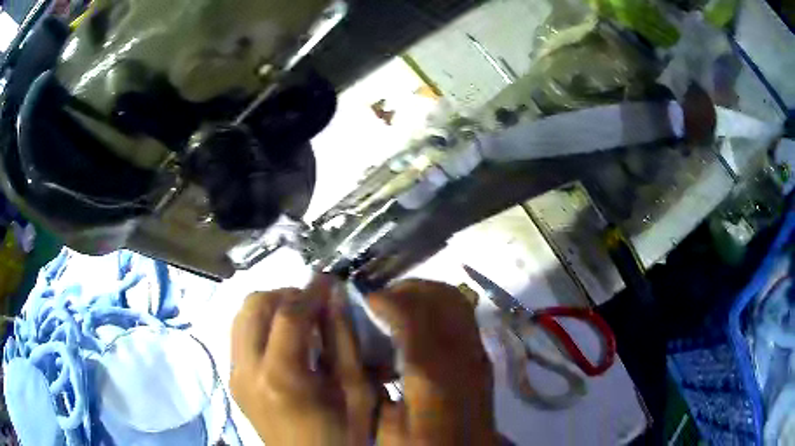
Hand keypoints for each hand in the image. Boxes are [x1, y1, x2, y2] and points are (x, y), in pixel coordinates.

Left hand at [231, 275, 375, 444]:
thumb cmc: (342, 434)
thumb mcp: (355, 390)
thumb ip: (343, 340)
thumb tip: (334, 295)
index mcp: (280, 377)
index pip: (288, 314)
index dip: (311, 291)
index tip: (330, 280)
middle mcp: (247, 370)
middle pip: (254, 305)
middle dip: (286, 294)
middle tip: (314, 304)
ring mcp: (235, 375)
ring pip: (242, 315)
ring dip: (271, 307)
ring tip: (300, 319)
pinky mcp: (233, 379)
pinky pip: (240, 335)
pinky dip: (261, 325)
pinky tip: (284, 339)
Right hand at [368, 280, 497, 445]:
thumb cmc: (424, 444)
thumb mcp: (385, 424)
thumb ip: (371, 387)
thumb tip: (360, 351)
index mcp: (431, 371)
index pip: (411, 313)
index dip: (385, 298)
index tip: (364, 300)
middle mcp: (460, 353)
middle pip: (440, 296)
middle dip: (407, 288)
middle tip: (382, 302)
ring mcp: (476, 352)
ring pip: (455, 301)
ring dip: (425, 295)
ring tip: (399, 310)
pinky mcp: (482, 356)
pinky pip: (462, 316)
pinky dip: (439, 309)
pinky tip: (420, 331)